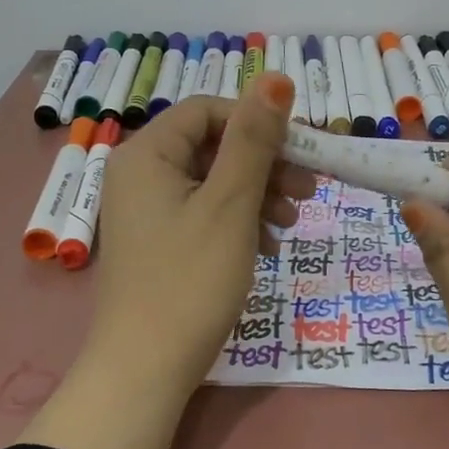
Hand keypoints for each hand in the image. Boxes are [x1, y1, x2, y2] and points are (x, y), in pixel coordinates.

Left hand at [89, 71, 316, 385]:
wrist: (146, 371)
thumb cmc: (190, 280)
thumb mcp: (231, 203)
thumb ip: (254, 138)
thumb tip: (276, 76)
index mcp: (147, 154)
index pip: (208, 110)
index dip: (257, 123)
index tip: (301, 150)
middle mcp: (139, 173)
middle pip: (212, 146)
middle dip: (264, 164)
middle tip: (309, 191)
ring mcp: (145, 210)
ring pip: (213, 181)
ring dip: (258, 195)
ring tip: (292, 223)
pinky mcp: (157, 241)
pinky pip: (203, 212)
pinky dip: (238, 221)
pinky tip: (268, 245)